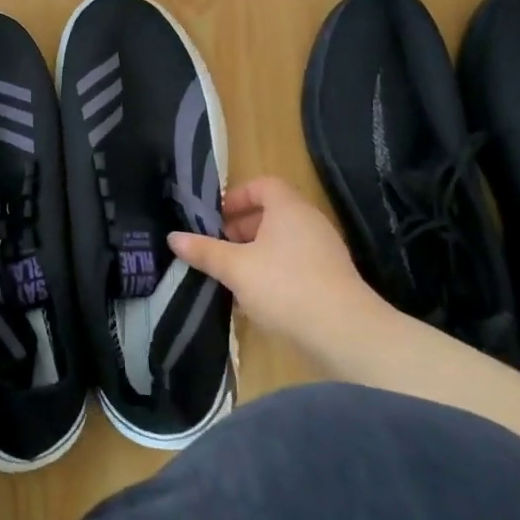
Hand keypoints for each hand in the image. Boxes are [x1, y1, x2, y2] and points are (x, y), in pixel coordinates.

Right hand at [168, 176, 404, 367]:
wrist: (345, 334)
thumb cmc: (285, 287)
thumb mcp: (236, 269)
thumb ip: (205, 251)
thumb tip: (174, 237)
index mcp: (289, 208)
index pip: (263, 185)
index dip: (237, 197)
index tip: (216, 218)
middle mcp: (310, 222)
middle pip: (272, 212)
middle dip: (242, 227)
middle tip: (219, 247)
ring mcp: (325, 250)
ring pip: (283, 240)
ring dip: (256, 251)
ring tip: (233, 275)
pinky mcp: (332, 278)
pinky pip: (296, 262)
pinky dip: (274, 270)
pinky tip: (258, 298)